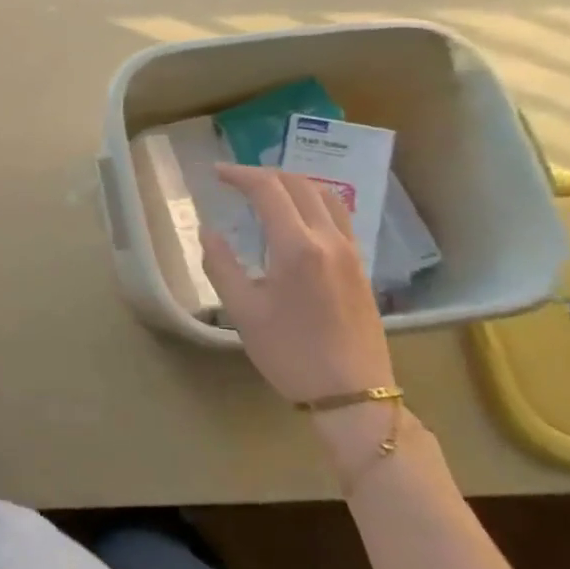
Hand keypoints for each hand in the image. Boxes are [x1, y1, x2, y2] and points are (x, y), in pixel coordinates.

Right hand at [199, 164, 392, 406]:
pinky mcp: (360, 267)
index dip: (239, 174)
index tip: (216, 173)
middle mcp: (328, 239)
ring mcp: (350, 252)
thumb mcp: (243, 311)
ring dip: (293, 183)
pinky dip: (313, 202)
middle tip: (235, 180)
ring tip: (267, 191)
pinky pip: (338, 216)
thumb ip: (221, 265)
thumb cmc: (290, 353)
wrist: (352, 394)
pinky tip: (297, 219)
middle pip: (299, 184)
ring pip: (326, 196)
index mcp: (297, 247)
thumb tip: (209, 232)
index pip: (268, 190)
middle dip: (264, 174)